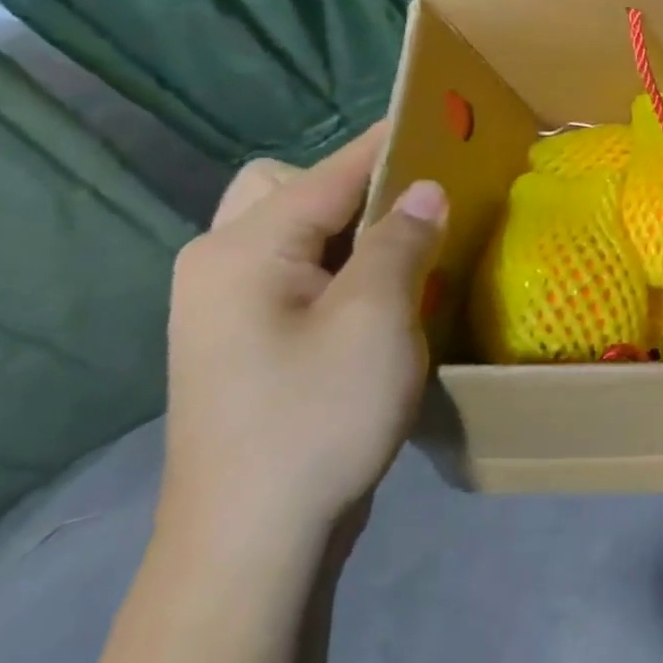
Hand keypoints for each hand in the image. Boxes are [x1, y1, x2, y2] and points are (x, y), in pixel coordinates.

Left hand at [159, 122, 447, 562]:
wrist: (251, 545)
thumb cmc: (316, 418)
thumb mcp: (376, 319)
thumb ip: (402, 240)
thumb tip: (425, 189)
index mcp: (243, 248)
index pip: (330, 171)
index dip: (390, 142)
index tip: (442, 118)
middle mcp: (219, 264)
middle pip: (292, 189)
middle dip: (358, 185)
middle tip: (416, 208)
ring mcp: (225, 307)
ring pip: (293, 232)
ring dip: (350, 227)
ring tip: (407, 246)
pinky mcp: (243, 342)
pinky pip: (295, 273)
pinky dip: (339, 265)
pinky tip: (378, 293)